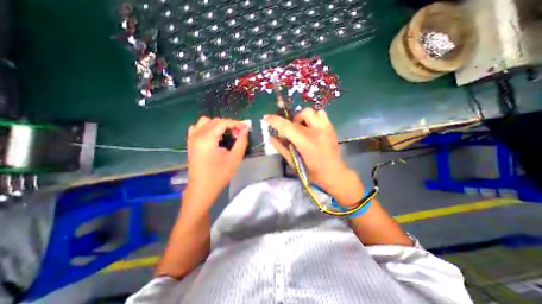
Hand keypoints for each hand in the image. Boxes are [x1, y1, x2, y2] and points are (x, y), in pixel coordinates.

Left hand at [183, 115, 247, 206]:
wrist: (202, 188)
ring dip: (218, 125)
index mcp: (207, 138)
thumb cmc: (219, 175)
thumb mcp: (235, 158)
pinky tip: (214, 136)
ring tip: (227, 134)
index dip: (236, 123)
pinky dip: (208, 127)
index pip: (223, 122)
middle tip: (238, 134)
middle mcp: (197, 134)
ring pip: (206, 122)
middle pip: (215, 121)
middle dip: (229, 124)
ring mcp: (191, 138)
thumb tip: (245, 129)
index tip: (246, 128)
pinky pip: (198, 127)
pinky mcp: (190, 142)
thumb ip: (241, 141)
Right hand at [264, 108, 361, 206]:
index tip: (266, 118)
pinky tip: (311, 127)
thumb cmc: (312, 172)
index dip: (274, 120)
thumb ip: (281, 148)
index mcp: (305, 141)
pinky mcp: (331, 128)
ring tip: (302, 128)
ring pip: (311, 112)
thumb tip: (270, 138)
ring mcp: (326, 128)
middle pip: (300, 115)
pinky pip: (321, 114)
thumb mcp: (294, 162)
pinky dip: (313, 118)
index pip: (287, 126)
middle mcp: (316, 131)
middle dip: (291, 121)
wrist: (335, 174)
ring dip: (302, 118)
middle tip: (290, 132)